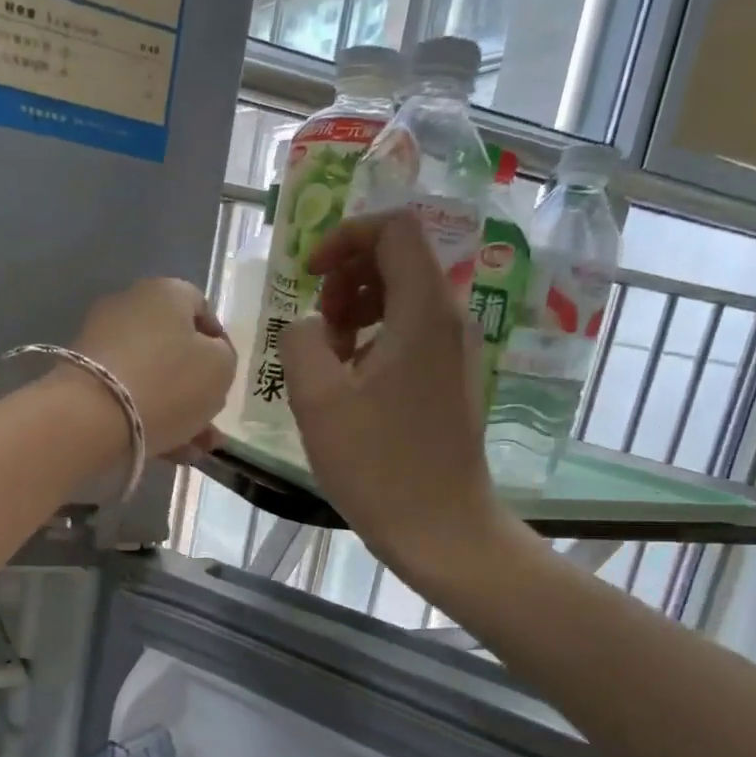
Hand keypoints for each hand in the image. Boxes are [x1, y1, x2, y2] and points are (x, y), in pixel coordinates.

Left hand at [69, 277, 235, 457]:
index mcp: (165, 292)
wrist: (91, 419)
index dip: (219, 343)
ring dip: (177, 411)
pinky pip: (127, 395)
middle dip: (196, 388)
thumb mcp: (220, 369)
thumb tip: (209, 358)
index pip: (201, 308)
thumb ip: (223, 358)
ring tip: (196, 448)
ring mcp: (101, 342)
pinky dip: (148, 418)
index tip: (225, 376)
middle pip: (174, 348)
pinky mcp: (82, 377)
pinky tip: (169, 451)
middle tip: (211, 420)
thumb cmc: (167, 384)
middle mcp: (129, 307)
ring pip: (152, 377)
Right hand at [283, 211, 515, 577]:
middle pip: (400, 259)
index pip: (394, 229)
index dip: (345, 238)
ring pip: (404, 298)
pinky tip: (350, 382)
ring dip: (357, 309)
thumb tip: (309, 326)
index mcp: (423, 311)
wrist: (440, 527)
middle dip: (348, 275)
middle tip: (316, 322)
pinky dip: (375, 337)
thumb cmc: (377, 463)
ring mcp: (455, 351)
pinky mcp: (451, 379)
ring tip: (326, 354)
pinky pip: (411, 333)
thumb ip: (300, 341)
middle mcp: (450, 319)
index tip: (309, 275)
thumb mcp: (318, 399)